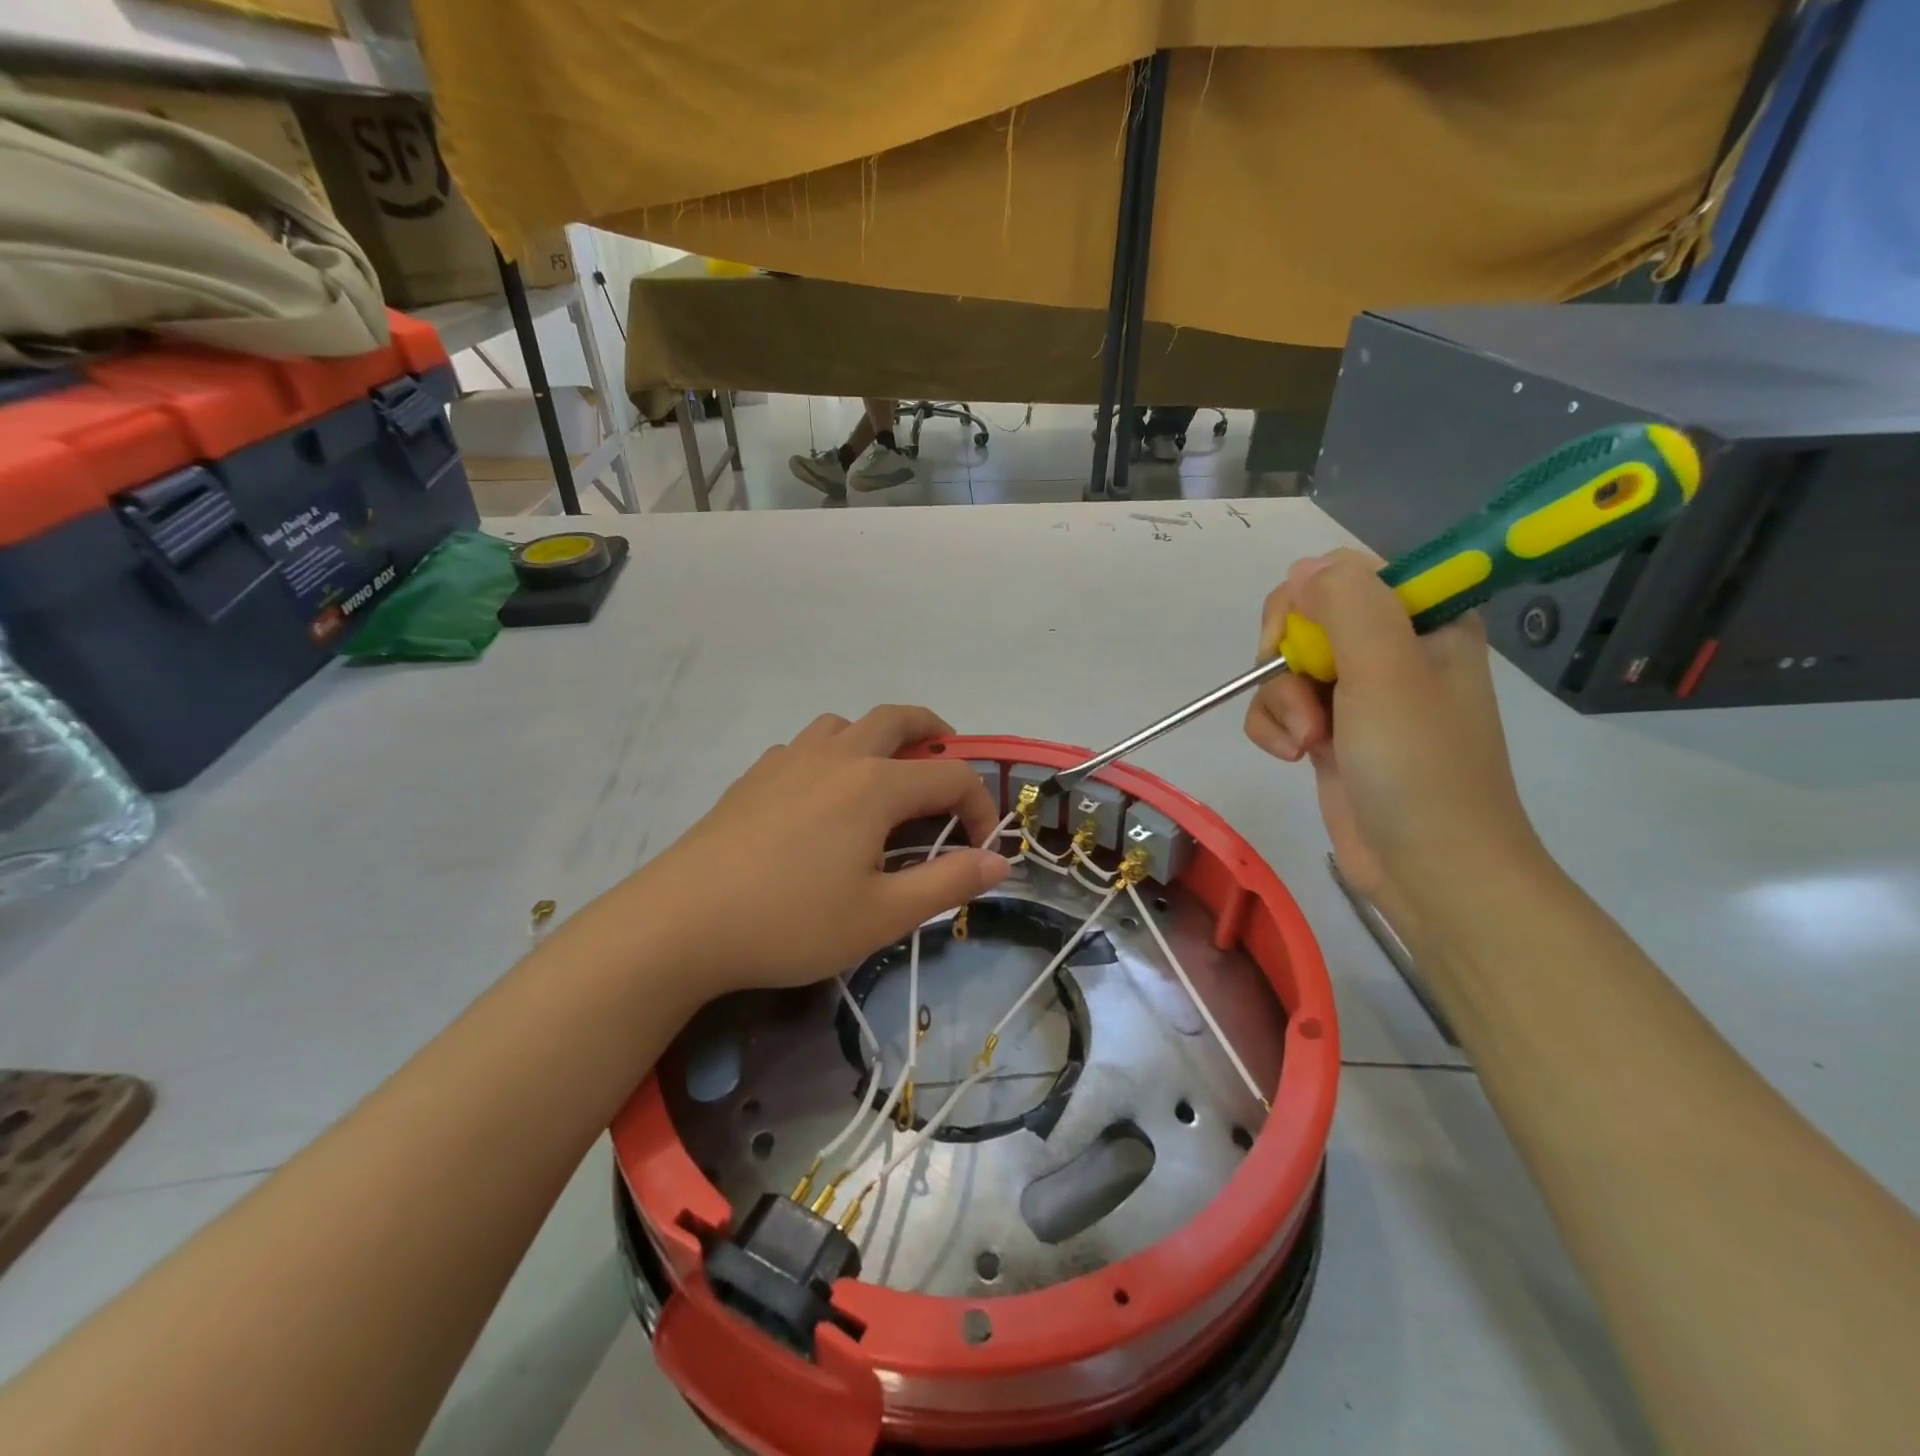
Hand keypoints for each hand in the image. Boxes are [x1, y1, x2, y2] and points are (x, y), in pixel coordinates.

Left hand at [625, 706, 1008, 994]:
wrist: (681, 923)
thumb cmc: (791, 922)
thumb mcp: (882, 915)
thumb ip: (948, 882)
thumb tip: (999, 860)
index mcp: (875, 784)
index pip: (952, 776)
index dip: (979, 807)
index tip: (979, 849)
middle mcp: (837, 755)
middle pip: (900, 718)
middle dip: (937, 735)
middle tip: (948, 769)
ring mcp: (790, 758)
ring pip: (847, 724)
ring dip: (879, 740)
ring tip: (884, 783)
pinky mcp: (755, 775)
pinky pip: (808, 746)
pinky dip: (833, 757)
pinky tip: (822, 802)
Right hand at [1242, 551, 1542, 911]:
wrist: (1429, 869)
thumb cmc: (1420, 768)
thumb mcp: (1387, 673)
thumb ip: (1347, 606)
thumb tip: (1301, 570)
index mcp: (1424, 620)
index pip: (1346, 573)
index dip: (1309, 600)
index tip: (1296, 637)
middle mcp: (1390, 649)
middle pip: (1304, 618)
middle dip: (1287, 658)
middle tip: (1303, 694)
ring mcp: (1357, 694)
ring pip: (1284, 667)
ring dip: (1280, 703)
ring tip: (1307, 742)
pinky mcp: (1330, 732)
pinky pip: (1279, 708)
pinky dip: (1274, 730)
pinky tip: (1293, 757)